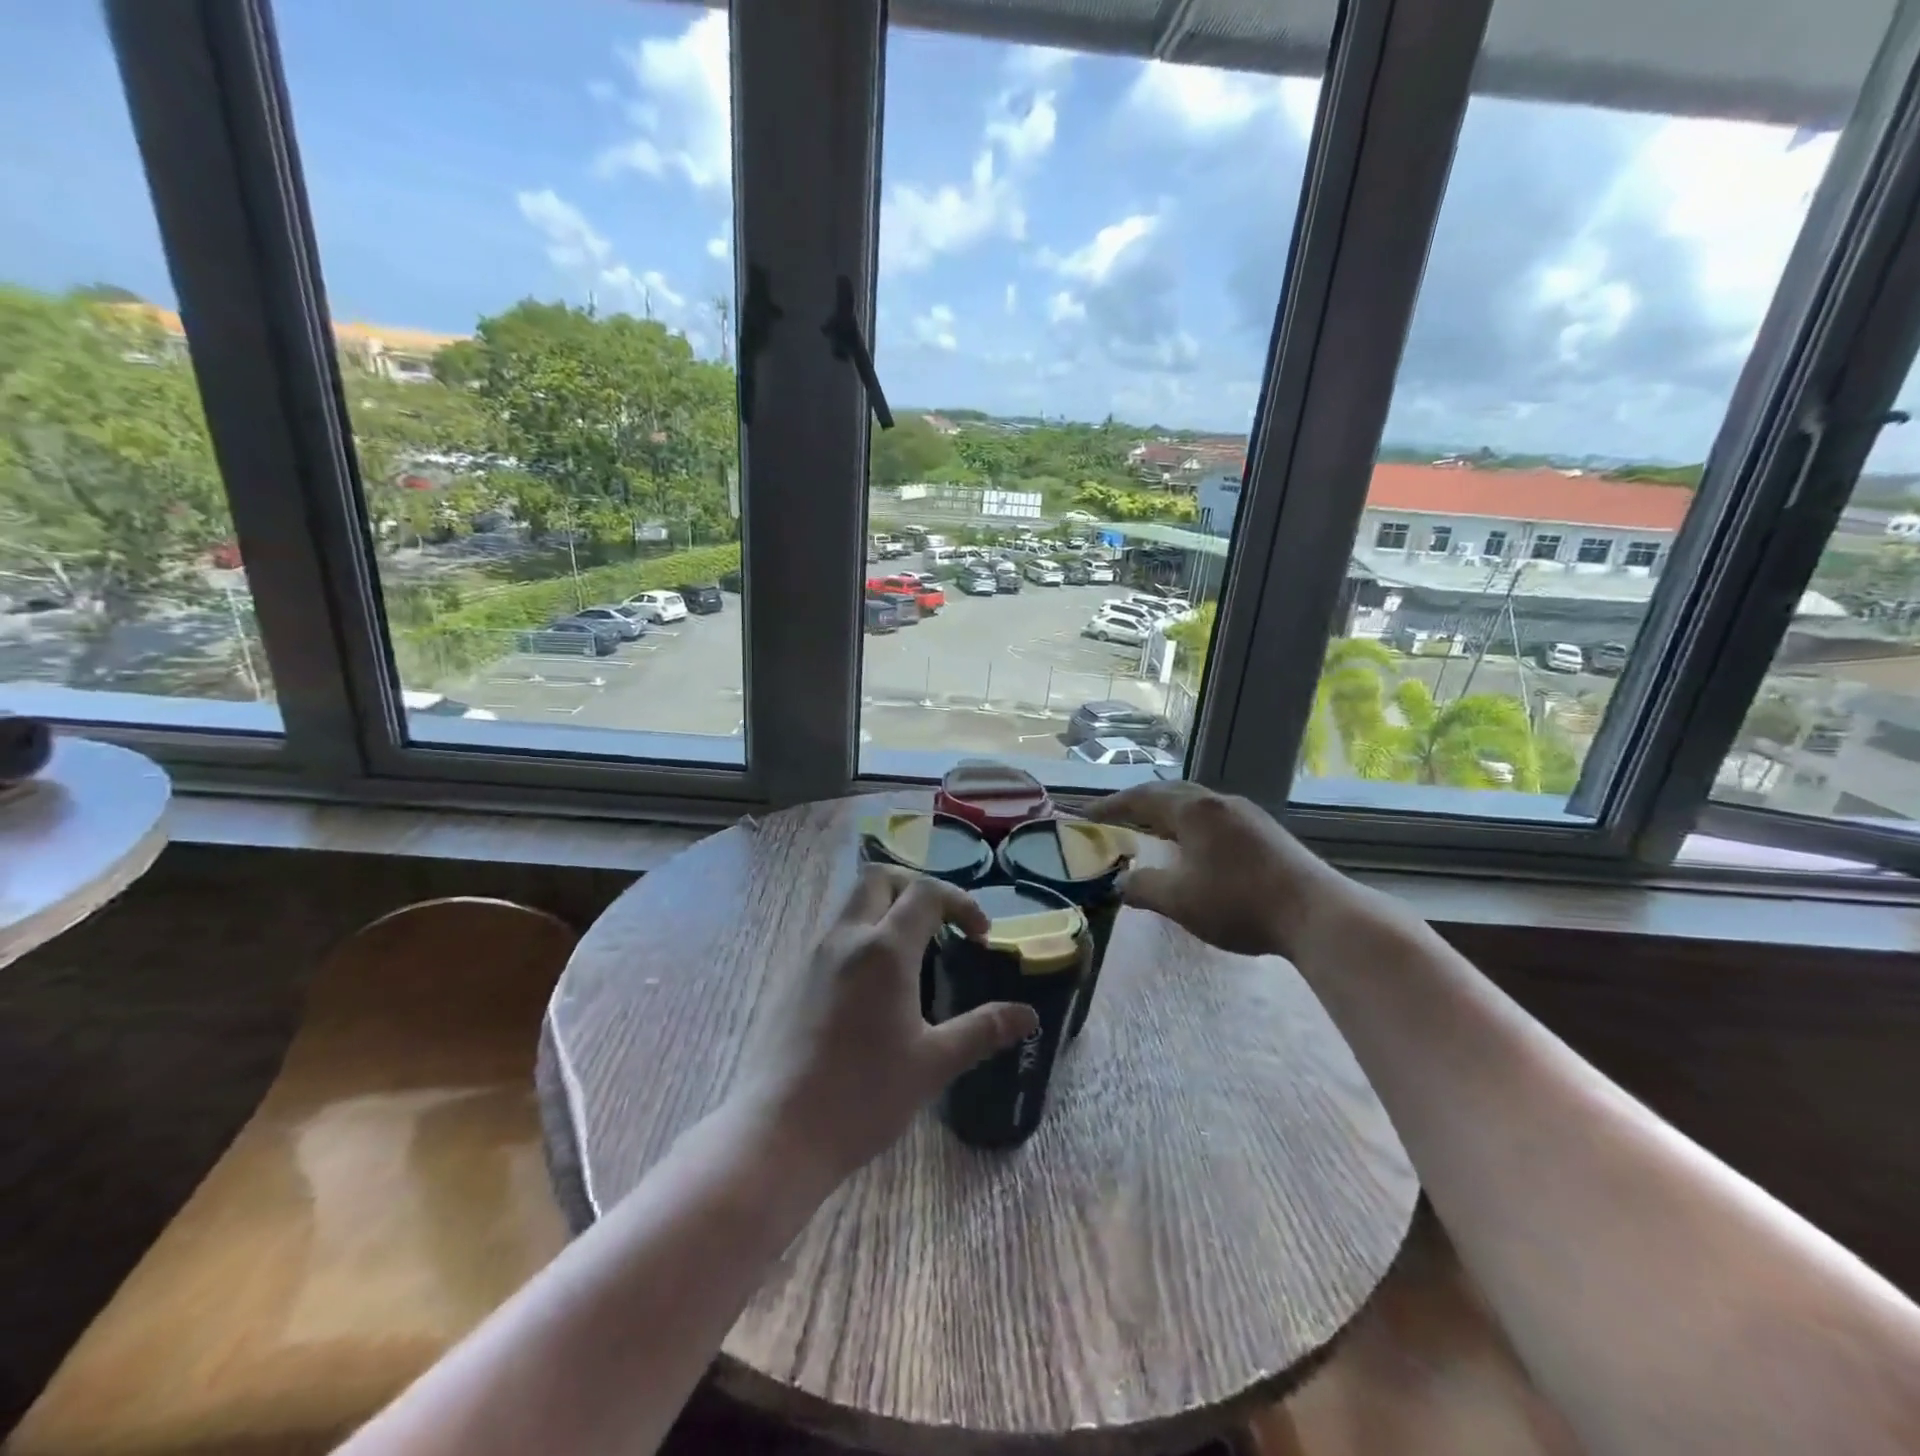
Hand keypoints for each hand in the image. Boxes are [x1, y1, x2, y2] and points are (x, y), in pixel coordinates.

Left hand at [733, 865, 1038, 1185]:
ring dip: (887, 911)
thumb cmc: (863, 1096)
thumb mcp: (933, 1064)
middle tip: (942, 923)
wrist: (778, 1134)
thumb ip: (982, 1030)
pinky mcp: (795, 979)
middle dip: (916, 888)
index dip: (960, 902)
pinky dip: (864, 937)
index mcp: (884, 950)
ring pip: (853, 905)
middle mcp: (846, 938)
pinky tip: (876, 988)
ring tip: (915, 955)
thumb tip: (1029, 1016)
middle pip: (880, 879)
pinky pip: (835, 935)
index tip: (981, 935)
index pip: (926, 893)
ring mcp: (814, 956)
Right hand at [1084, 781, 1347, 957]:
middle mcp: (1219, 803)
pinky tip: (1195, 848)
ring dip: (1169, 814)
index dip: (1112, 806)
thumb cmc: (1238, 903)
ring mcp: (1247, 815)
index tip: (1087, 815)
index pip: (1142, 799)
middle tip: (1118, 817)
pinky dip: (1192, 826)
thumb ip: (1143, 888)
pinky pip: (1216, 818)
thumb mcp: (1179, 901)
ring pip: (1197, 804)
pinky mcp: (1266, 832)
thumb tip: (1120, 882)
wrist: (1315, 913)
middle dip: (1140, 803)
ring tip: (1152, 831)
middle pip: (1171, 793)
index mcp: (1194, 811)